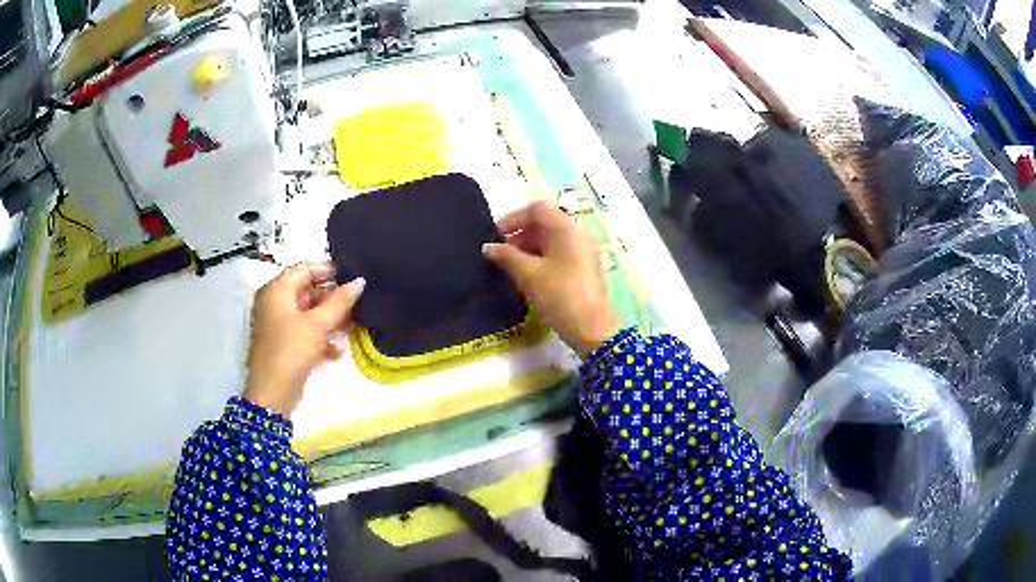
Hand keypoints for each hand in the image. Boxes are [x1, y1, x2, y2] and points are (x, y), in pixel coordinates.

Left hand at [243, 263, 364, 416]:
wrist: (273, 392)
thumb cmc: (291, 349)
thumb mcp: (318, 323)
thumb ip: (340, 301)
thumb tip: (359, 281)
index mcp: (276, 290)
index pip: (304, 269)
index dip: (329, 270)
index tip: (353, 277)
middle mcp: (274, 303)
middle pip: (307, 291)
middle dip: (332, 299)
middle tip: (357, 305)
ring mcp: (277, 324)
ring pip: (308, 313)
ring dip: (330, 319)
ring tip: (352, 327)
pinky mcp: (283, 343)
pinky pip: (305, 331)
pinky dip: (320, 337)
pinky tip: (337, 350)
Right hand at [484, 200, 620, 357]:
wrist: (592, 328)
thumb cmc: (559, 295)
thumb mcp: (528, 275)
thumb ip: (506, 256)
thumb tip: (488, 247)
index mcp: (566, 228)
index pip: (536, 209)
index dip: (513, 219)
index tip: (495, 237)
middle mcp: (577, 233)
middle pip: (545, 223)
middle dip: (520, 235)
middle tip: (501, 255)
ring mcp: (584, 250)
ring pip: (551, 239)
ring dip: (529, 248)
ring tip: (511, 268)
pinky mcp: (585, 267)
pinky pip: (559, 253)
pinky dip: (542, 258)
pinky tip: (528, 276)